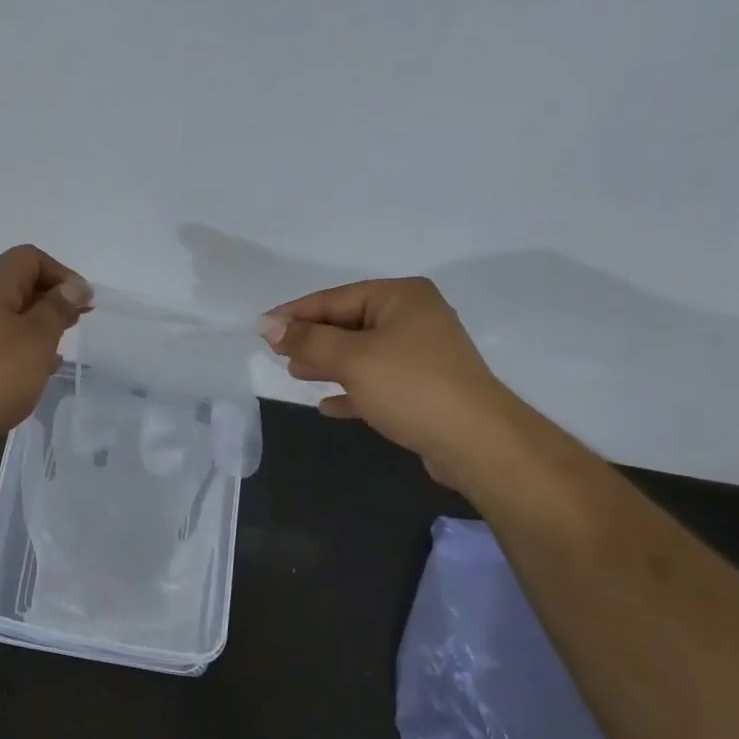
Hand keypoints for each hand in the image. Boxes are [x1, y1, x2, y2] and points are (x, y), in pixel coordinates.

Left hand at [0, 244, 90, 467]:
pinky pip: (0, 344)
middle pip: (19, 285)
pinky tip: (39, 371)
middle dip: (53, 299)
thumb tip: (74, 285)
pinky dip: (23, 350)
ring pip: (11, 317)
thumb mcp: (37, 337)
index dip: (61, 274)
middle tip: (78, 322)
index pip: (30, 258)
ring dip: (39, 326)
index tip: (83, 302)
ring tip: (62, 346)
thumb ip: (58, 308)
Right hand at [260, 277, 518, 486]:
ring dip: (328, 363)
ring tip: (295, 374)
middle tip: (276, 354)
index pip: (335, 298)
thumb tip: (269, 326)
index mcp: (401, 297)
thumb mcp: (352, 358)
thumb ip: (308, 340)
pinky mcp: (424, 388)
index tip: (262, 329)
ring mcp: (422, 354)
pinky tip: (328, 405)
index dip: (295, 314)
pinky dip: (351, 389)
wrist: (476, 441)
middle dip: (312, 339)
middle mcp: (414, 317)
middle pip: (349, 323)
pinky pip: (377, 382)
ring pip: (362, 353)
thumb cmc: (411, 387)